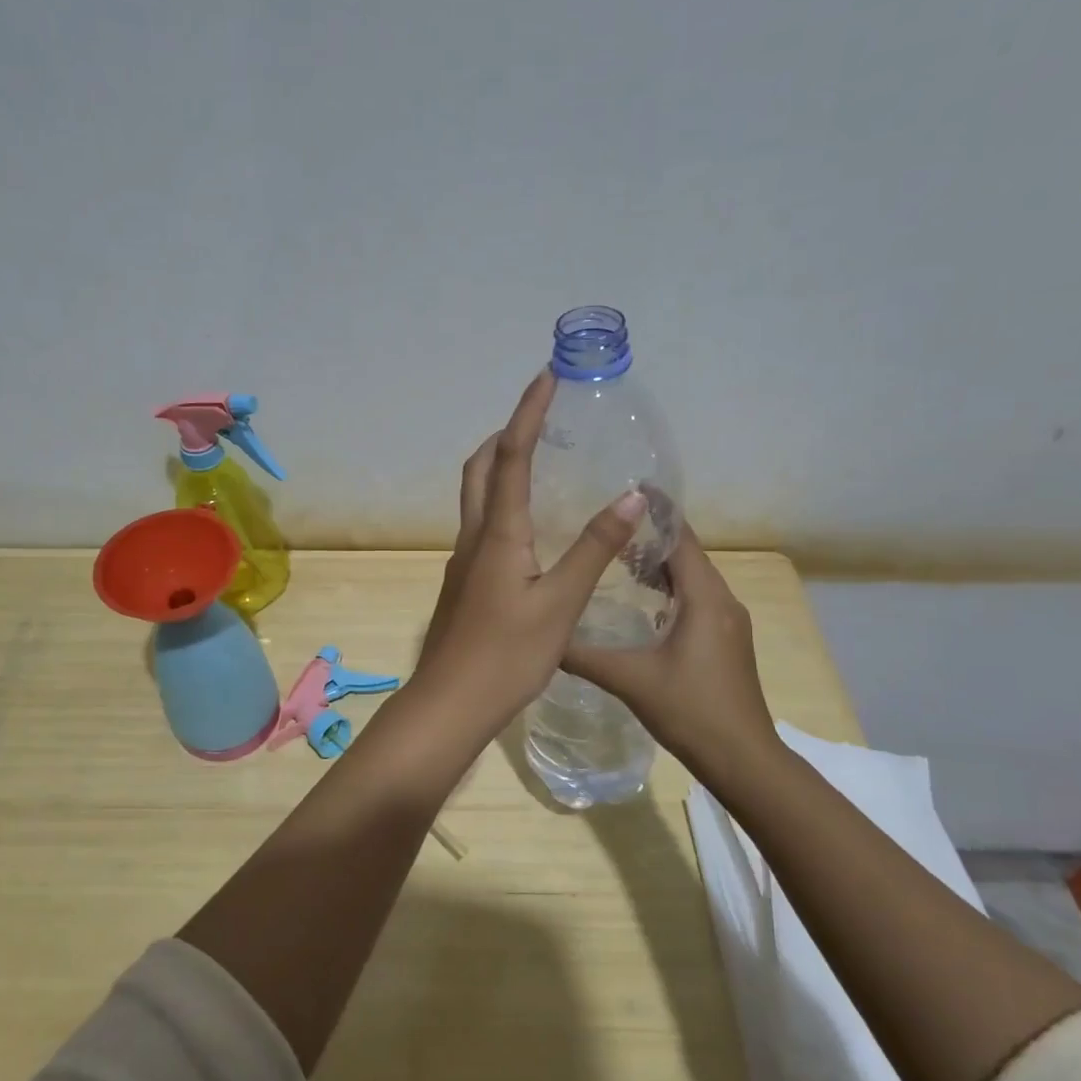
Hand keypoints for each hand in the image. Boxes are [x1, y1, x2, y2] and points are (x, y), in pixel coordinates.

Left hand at [413, 371, 648, 741]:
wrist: (450, 703)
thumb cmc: (507, 655)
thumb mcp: (560, 603)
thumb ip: (593, 548)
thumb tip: (631, 494)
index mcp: (498, 533)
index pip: (512, 456)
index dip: (528, 413)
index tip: (545, 377)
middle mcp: (474, 537)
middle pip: (480, 468)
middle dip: (505, 434)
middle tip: (539, 419)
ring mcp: (464, 561)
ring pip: (476, 496)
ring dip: (499, 466)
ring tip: (537, 460)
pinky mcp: (465, 583)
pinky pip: (481, 524)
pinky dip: (501, 502)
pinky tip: (529, 526)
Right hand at [562, 524, 779, 768]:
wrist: (744, 760)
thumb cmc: (690, 710)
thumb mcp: (629, 680)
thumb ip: (583, 655)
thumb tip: (543, 637)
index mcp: (704, 598)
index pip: (681, 538)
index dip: (656, 512)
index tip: (627, 489)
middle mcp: (722, 601)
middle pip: (686, 554)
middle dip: (650, 536)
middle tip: (607, 524)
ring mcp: (727, 623)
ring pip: (692, 578)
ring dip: (659, 565)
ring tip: (616, 557)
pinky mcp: (726, 642)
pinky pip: (696, 600)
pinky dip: (669, 590)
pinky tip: (640, 602)